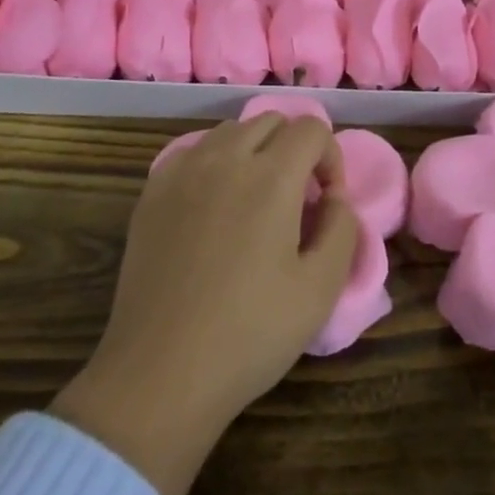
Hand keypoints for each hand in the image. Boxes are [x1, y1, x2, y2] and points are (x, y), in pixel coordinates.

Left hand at [50, 114, 360, 494]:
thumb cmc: (250, 333)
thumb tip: (334, 197)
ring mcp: (182, 171)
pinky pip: (193, 153)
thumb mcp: (320, 288)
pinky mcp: (152, 193)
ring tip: (255, 200)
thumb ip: (342, 228)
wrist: (161, 373)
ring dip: (254, 150)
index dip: (330, 158)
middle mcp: (225, 159)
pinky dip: (214, 163)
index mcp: (271, 177)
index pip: (311, 128)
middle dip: (295, 148)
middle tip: (296, 199)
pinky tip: (213, 207)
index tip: (326, 202)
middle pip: (272, 120)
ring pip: (230, 131)